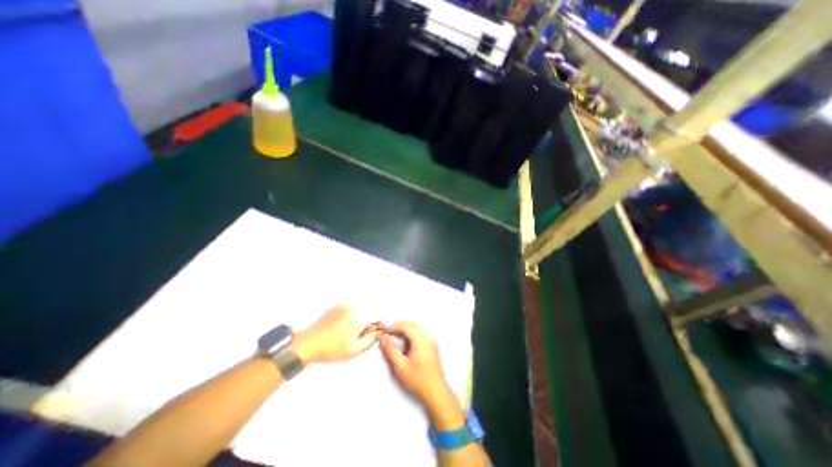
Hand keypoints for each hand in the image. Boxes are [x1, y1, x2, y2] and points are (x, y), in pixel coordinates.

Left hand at [292, 306, 379, 364]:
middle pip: (367, 313)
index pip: (375, 317)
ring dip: (357, 320)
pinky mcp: (335, 307)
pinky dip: (348, 318)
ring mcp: (342, 306)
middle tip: (358, 336)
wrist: (307, 344)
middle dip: (366, 324)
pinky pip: (348, 310)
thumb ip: (369, 341)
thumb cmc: (330, 349)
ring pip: (358, 311)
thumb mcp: (353, 350)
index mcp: (357, 317)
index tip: (372, 334)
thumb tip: (376, 333)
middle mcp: (351, 307)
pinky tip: (340, 329)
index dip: (375, 326)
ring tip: (347, 334)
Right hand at [379, 321, 451, 405]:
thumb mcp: (400, 366)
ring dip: (405, 328)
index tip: (383, 330)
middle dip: (399, 325)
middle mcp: (428, 337)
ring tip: (394, 335)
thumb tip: (382, 337)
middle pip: (412, 324)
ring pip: (417, 327)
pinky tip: (405, 342)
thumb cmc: (418, 380)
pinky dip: (411, 332)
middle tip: (388, 331)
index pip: (406, 326)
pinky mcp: (432, 346)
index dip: (393, 326)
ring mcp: (431, 341)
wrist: (436, 393)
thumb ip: (390, 350)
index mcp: (421, 340)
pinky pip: (421, 332)